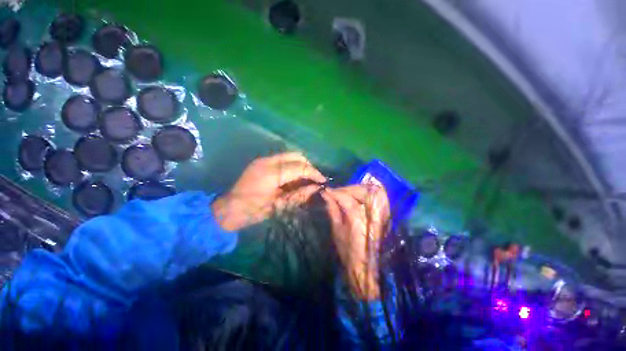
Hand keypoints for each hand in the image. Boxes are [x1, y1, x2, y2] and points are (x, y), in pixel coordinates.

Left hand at [212, 152, 325, 230]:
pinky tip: (293, 177)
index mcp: (272, 173)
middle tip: (314, 179)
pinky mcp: (261, 162)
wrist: (228, 209)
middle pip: (296, 156)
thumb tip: (316, 188)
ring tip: (305, 179)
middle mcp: (268, 161)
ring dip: (300, 165)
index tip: (323, 181)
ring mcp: (264, 160)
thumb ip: (299, 195)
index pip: (300, 167)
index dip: (314, 173)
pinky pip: (282, 160)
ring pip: (290, 156)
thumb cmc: (253, 211)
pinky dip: (292, 166)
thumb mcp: (279, 206)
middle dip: (308, 166)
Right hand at [321, 185, 389, 299]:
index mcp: (357, 220)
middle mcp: (372, 215)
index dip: (335, 192)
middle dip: (348, 188)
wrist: (366, 269)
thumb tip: (326, 195)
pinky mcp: (385, 216)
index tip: (327, 190)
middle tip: (337, 192)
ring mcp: (381, 215)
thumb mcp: (337, 231)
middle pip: (362, 191)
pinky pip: (380, 198)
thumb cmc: (348, 253)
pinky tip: (359, 196)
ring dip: (359, 189)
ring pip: (374, 192)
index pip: (346, 198)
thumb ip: (332, 210)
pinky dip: (369, 193)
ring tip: (347, 192)